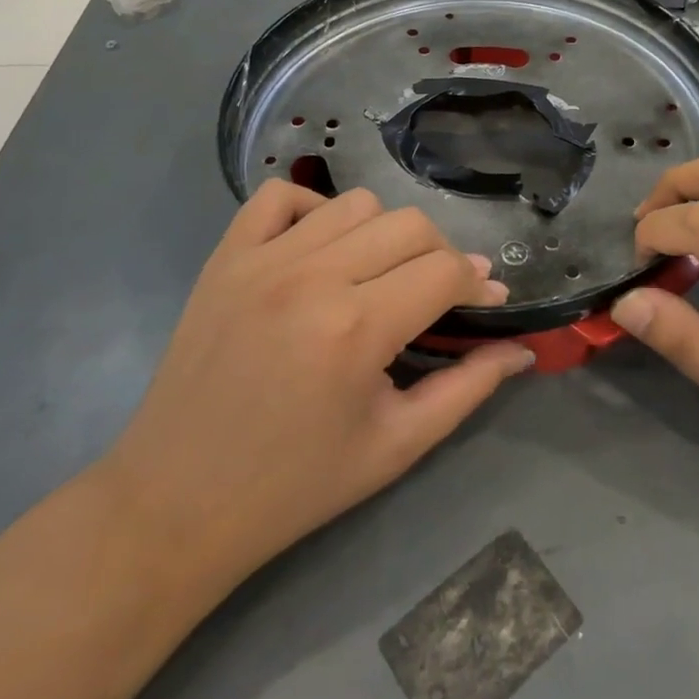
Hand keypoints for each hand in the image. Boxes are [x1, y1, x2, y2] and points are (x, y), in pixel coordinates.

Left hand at [101, 182, 534, 580]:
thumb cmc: (295, 485)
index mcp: (357, 329)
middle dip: (440, 256)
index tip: (488, 300)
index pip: (444, 271)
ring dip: (383, 234)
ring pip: (355, 204)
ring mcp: (262, 260)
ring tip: (380, 275)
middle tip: (437, 295)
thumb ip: (468, 389)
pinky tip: (321, 248)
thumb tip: (521, 350)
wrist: (176, 502)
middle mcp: (312, 278)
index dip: (478, 283)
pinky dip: (312, 209)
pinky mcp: (225, 257)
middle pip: (409, 225)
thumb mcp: (396, 446)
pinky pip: (279, 196)